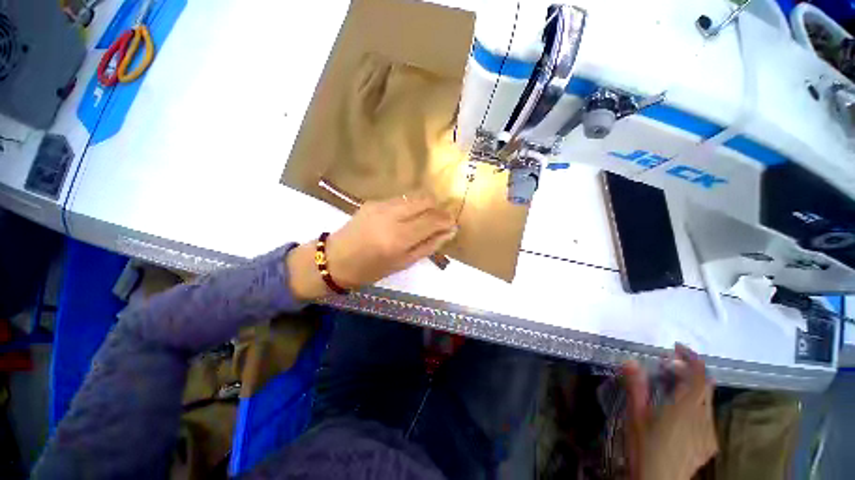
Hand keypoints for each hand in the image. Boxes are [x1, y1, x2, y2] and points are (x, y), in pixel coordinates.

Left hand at [287, 193, 456, 300]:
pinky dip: (411, 206)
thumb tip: (450, 231)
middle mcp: (391, 215)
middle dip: (439, 209)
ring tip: (425, 220)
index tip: (453, 224)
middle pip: (426, 200)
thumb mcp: (403, 263)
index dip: (447, 220)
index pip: (433, 219)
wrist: (335, 259)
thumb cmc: (370, 270)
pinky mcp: (373, 201)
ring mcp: (381, 205)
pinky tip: (407, 218)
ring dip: (426, 206)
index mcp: (399, 237)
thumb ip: (429, 245)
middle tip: (440, 222)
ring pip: (414, 196)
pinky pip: (401, 199)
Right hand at [622, 344, 717, 479]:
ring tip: (672, 387)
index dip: (692, 357)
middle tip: (669, 366)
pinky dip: (696, 404)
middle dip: (690, 370)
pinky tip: (680, 412)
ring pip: (707, 400)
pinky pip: (707, 414)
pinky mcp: (710, 442)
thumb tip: (631, 360)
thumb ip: (635, 386)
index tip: (676, 348)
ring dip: (693, 387)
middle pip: (706, 385)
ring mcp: (709, 431)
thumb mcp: (636, 415)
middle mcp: (704, 417)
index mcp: (686, 407)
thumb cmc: (645, 447)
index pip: (699, 375)